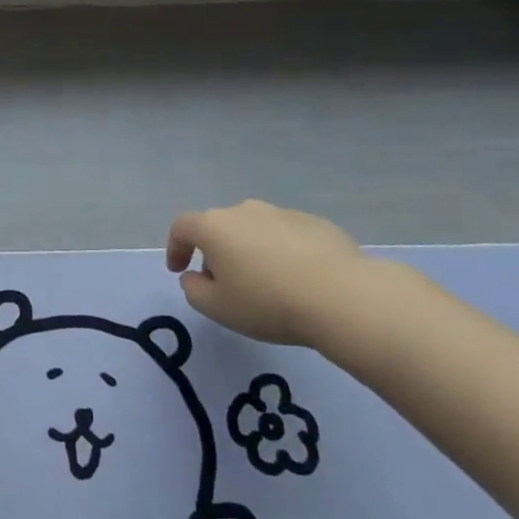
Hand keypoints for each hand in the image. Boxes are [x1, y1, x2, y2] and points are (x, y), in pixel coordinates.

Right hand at [165, 200, 390, 348]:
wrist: (342, 296)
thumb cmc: (268, 303)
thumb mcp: (217, 308)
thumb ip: (194, 289)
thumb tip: (196, 276)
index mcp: (214, 226)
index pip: (182, 227)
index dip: (175, 248)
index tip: (179, 270)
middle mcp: (245, 210)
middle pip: (220, 227)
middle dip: (216, 252)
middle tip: (225, 283)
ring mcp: (283, 213)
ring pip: (255, 229)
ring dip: (251, 250)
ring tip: (266, 283)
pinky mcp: (316, 223)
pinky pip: (287, 236)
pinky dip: (283, 252)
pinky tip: (298, 279)